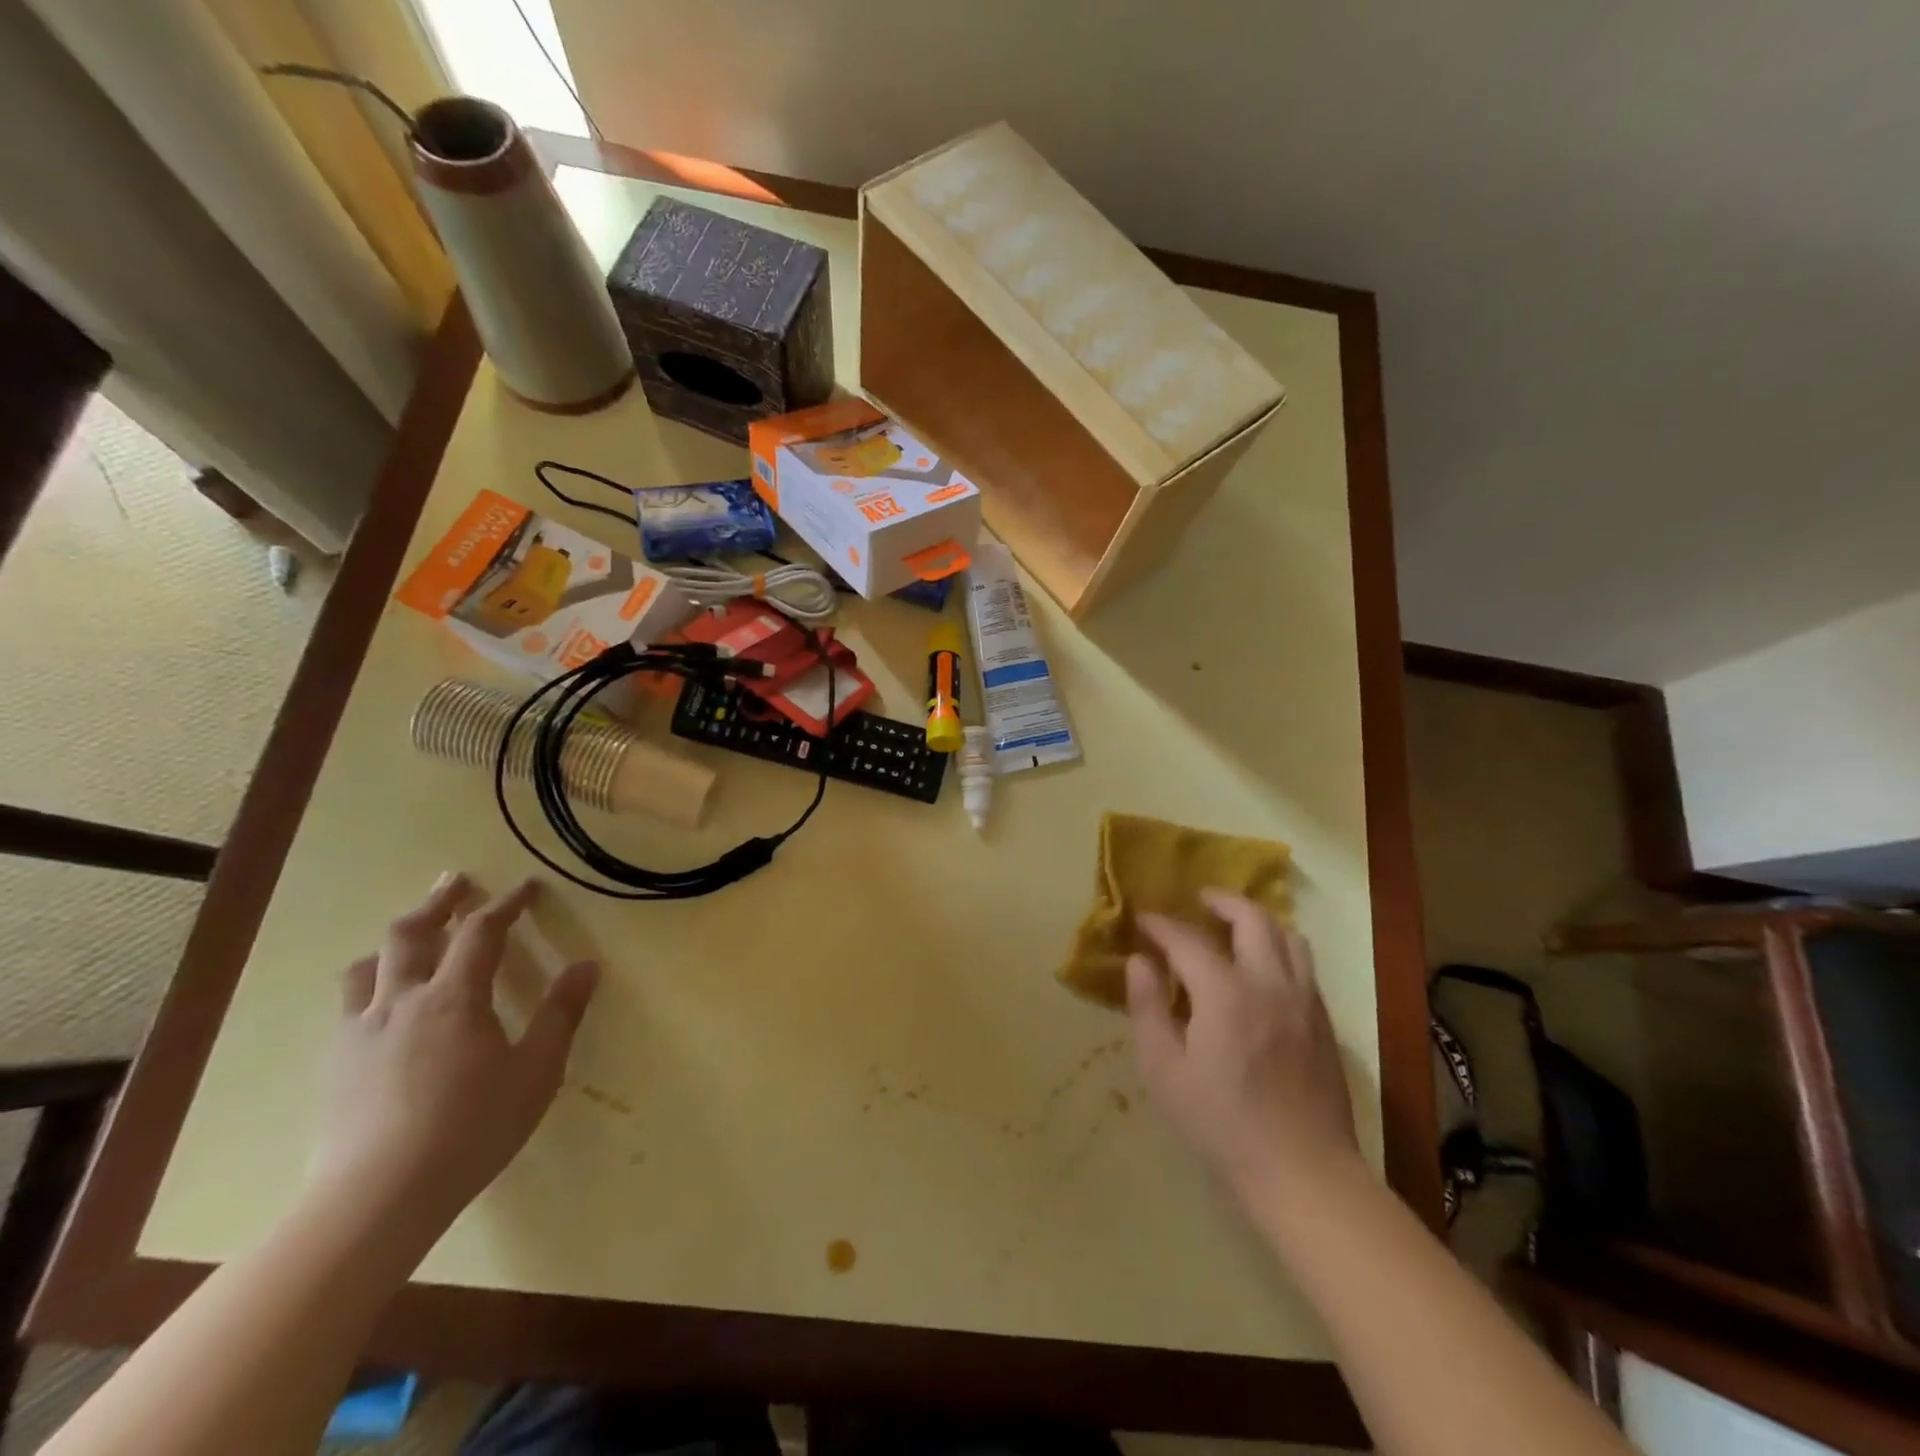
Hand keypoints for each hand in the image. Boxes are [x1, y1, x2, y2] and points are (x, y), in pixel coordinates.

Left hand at [310, 874, 598, 1234]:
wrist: (374, 1200)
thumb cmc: (470, 1129)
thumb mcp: (536, 1072)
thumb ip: (560, 1015)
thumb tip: (586, 966)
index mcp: (454, 998)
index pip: (481, 932)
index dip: (506, 904)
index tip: (527, 888)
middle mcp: (400, 1002)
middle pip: (411, 934)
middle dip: (439, 903)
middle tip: (456, 882)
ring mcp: (359, 1033)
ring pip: (368, 967)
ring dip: (394, 942)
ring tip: (411, 937)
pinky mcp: (333, 1067)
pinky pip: (349, 1007)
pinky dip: (371, 985)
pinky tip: (382, 1007)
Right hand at [1126, 890, 1358, 1200]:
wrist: (1302, 1172)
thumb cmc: (1220, 1124)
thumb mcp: (1164, 1071)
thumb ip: (1147, 1008)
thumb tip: (1140, 962)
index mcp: (1225, 993)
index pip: (1187, 939)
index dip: (1161, 925)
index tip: (1143, 920)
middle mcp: (1269, 983)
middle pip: (1252, 918)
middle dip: (1221, 901)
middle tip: (1199, 901)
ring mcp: (1304, 1000)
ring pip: (1288, 936)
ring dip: (1258, 921)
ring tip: (1234, 928)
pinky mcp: (1323, 1022)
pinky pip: (1303, 965)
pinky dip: (1279, 949)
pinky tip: (1262, 971)